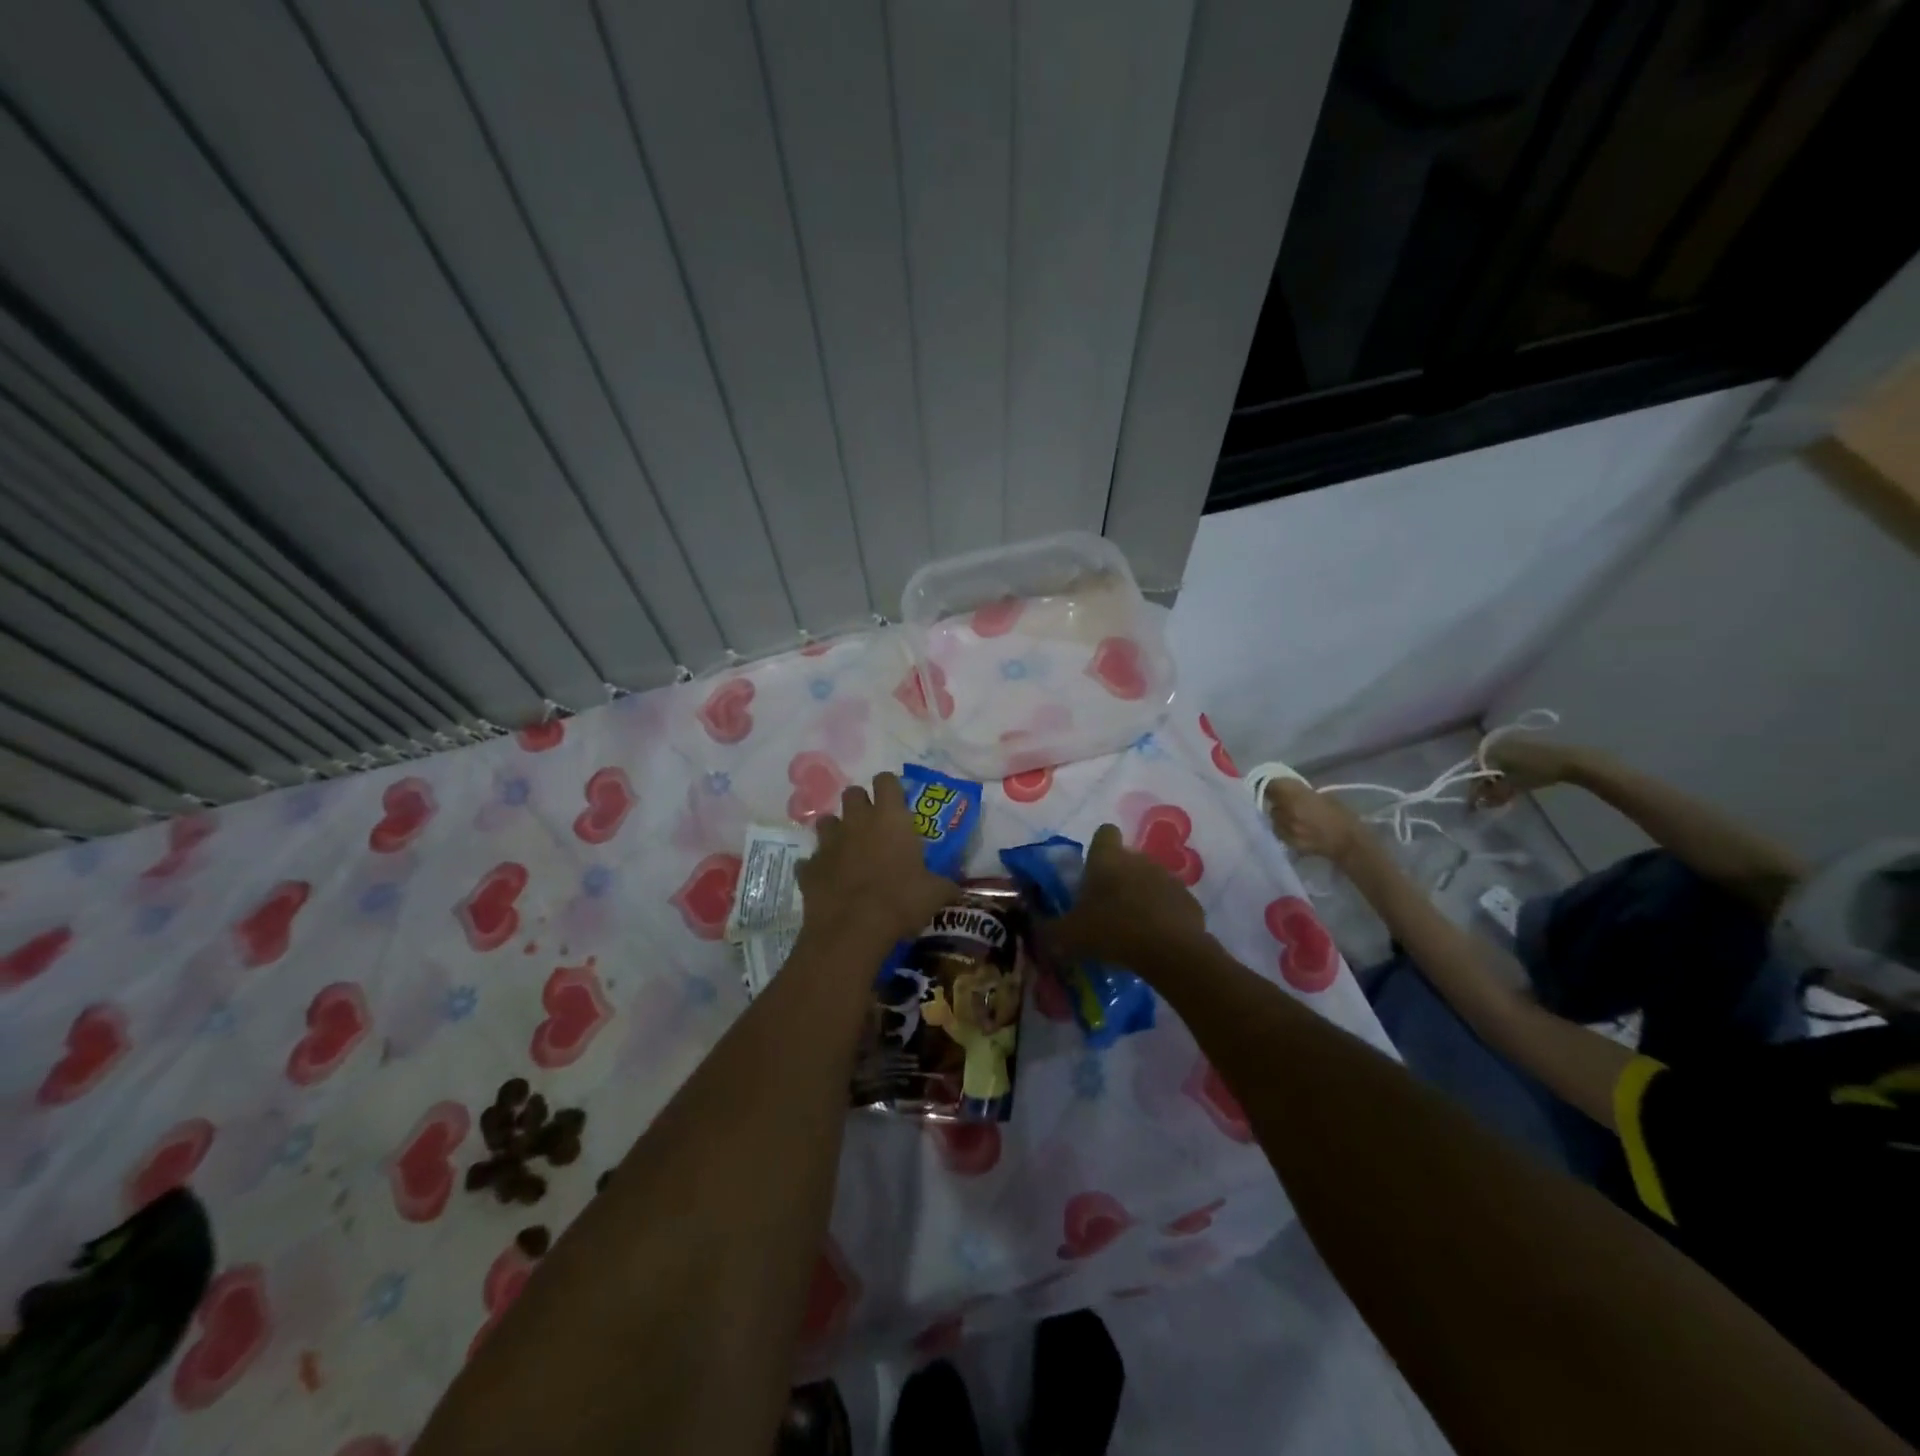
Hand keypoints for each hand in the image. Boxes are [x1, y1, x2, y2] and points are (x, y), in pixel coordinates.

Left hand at [797, 773, 959, 947]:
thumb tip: (956, 888)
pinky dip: (820, 867)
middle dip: (861, 804)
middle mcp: (857, 821)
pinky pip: (812, 860)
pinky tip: (829, 882)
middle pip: (853, 793)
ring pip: (826, 821)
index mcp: (890, 818)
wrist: (852, 930)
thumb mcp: (935, 894)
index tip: (896, 801)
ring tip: (847, 850)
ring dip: (836, 831)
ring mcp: (829, 842)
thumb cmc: (900, 901)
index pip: (886, 780)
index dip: (890, 788)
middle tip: (872, 825)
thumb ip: (944, 884)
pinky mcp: (809, 867)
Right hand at [1047, 823, 1205, 970]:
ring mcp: (1168, 878)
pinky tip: (1156, 940)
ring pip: (1151, 880)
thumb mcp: (1068, 936)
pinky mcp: (1189, 901)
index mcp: (1108, 859)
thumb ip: (1049, 929)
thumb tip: (1036, 926)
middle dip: (1119, 878)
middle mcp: (1139, 859)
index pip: (1104, 833)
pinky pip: (1171, 903)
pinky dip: (1164, 916)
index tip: (1092, 871)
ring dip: (1142, 896)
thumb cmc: (1111, 932)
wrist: (1170, 952)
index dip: (1098, 848)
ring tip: (1132, 928)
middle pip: (1127, 859)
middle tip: (1106, 908)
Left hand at [1264, 779, 1366, 865]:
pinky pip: (1279, 831)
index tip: (1277, 785)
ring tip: (1293, 816)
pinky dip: (1283, 828)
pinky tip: (1295, 828)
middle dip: (1278, 800)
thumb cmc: (1341, 816)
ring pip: (1274, 817)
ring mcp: (1284, 829)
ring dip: (1280, 815)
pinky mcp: (1287, 842)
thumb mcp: (1322, 796)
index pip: (1271, 785)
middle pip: (1271, 802)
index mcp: (1294, 797)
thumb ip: (1302, 793)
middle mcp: (1284, 812)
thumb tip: (1290, 790)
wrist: (1348, 844)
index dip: (1273, 784)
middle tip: (1288, 801)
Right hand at [1473, 737, 1585, 807]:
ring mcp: (1511, 742)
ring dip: (1497, 780)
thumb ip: (1493, 794)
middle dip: (1486, 784)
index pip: (1474, 772)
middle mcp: (1495, 743)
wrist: (1572, 760)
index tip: (1476, 803)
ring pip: (1497, 765)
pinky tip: (1514, 782)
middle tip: (1489, 799)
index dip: (1474, 789)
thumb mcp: (1513, 785)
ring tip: (1503, 793)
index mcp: (1488, 750)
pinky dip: (1507, 772)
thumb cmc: (1538, 771)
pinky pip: (1509, 760)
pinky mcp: (1525, 744)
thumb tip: (1477, 804)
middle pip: (1484, 768)